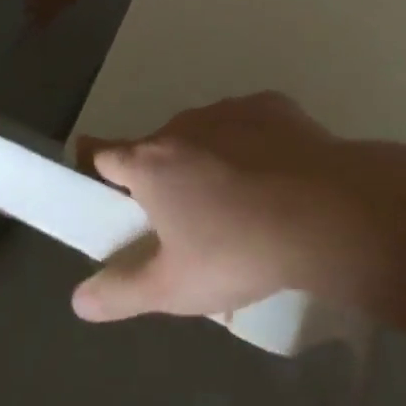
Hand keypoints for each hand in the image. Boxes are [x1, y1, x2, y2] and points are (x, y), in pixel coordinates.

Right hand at [71, 92, 363, 322]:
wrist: (326, 213)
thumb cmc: (238, 251)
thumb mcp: (173, 288)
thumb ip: (121, 292)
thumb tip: (79, 299)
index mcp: (151, 162)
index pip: (102, 153)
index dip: (96, 170)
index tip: (103, 190)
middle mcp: (184, 124)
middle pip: (159, 146)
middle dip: (163, 175)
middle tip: (185, 219)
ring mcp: (231, 110)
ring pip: (206, 133)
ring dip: (209, 158)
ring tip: (239, 203)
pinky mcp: (274, 106)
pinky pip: (250, 125)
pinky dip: (252, 145)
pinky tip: (276, 178)